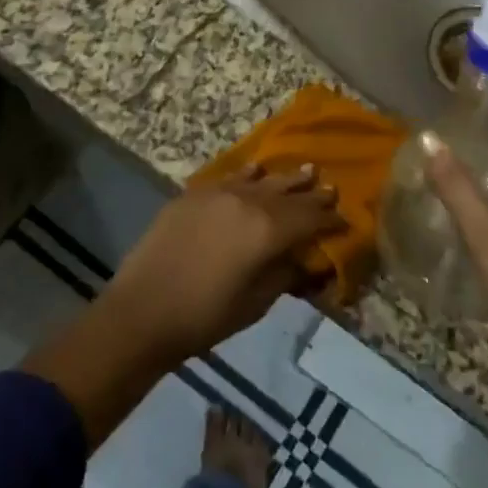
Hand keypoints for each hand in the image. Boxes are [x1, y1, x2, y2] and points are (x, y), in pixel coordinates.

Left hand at [103, 164, 343, 364]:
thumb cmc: (206, 317)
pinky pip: (231, 178)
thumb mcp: (257, 302)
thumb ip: (285, 273)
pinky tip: (256, 171)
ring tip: (305, 171)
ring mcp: (219, 193)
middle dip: (312, 194)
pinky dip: (249, 175)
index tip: (344, 220)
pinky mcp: (194, 194)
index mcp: (269, 230)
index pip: (310, 218)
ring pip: (262, 180)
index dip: (330, 219)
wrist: (143, 311)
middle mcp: (248, 201)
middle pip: (289, 194)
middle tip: (331, 188)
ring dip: (285, 178)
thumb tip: (305, 259)